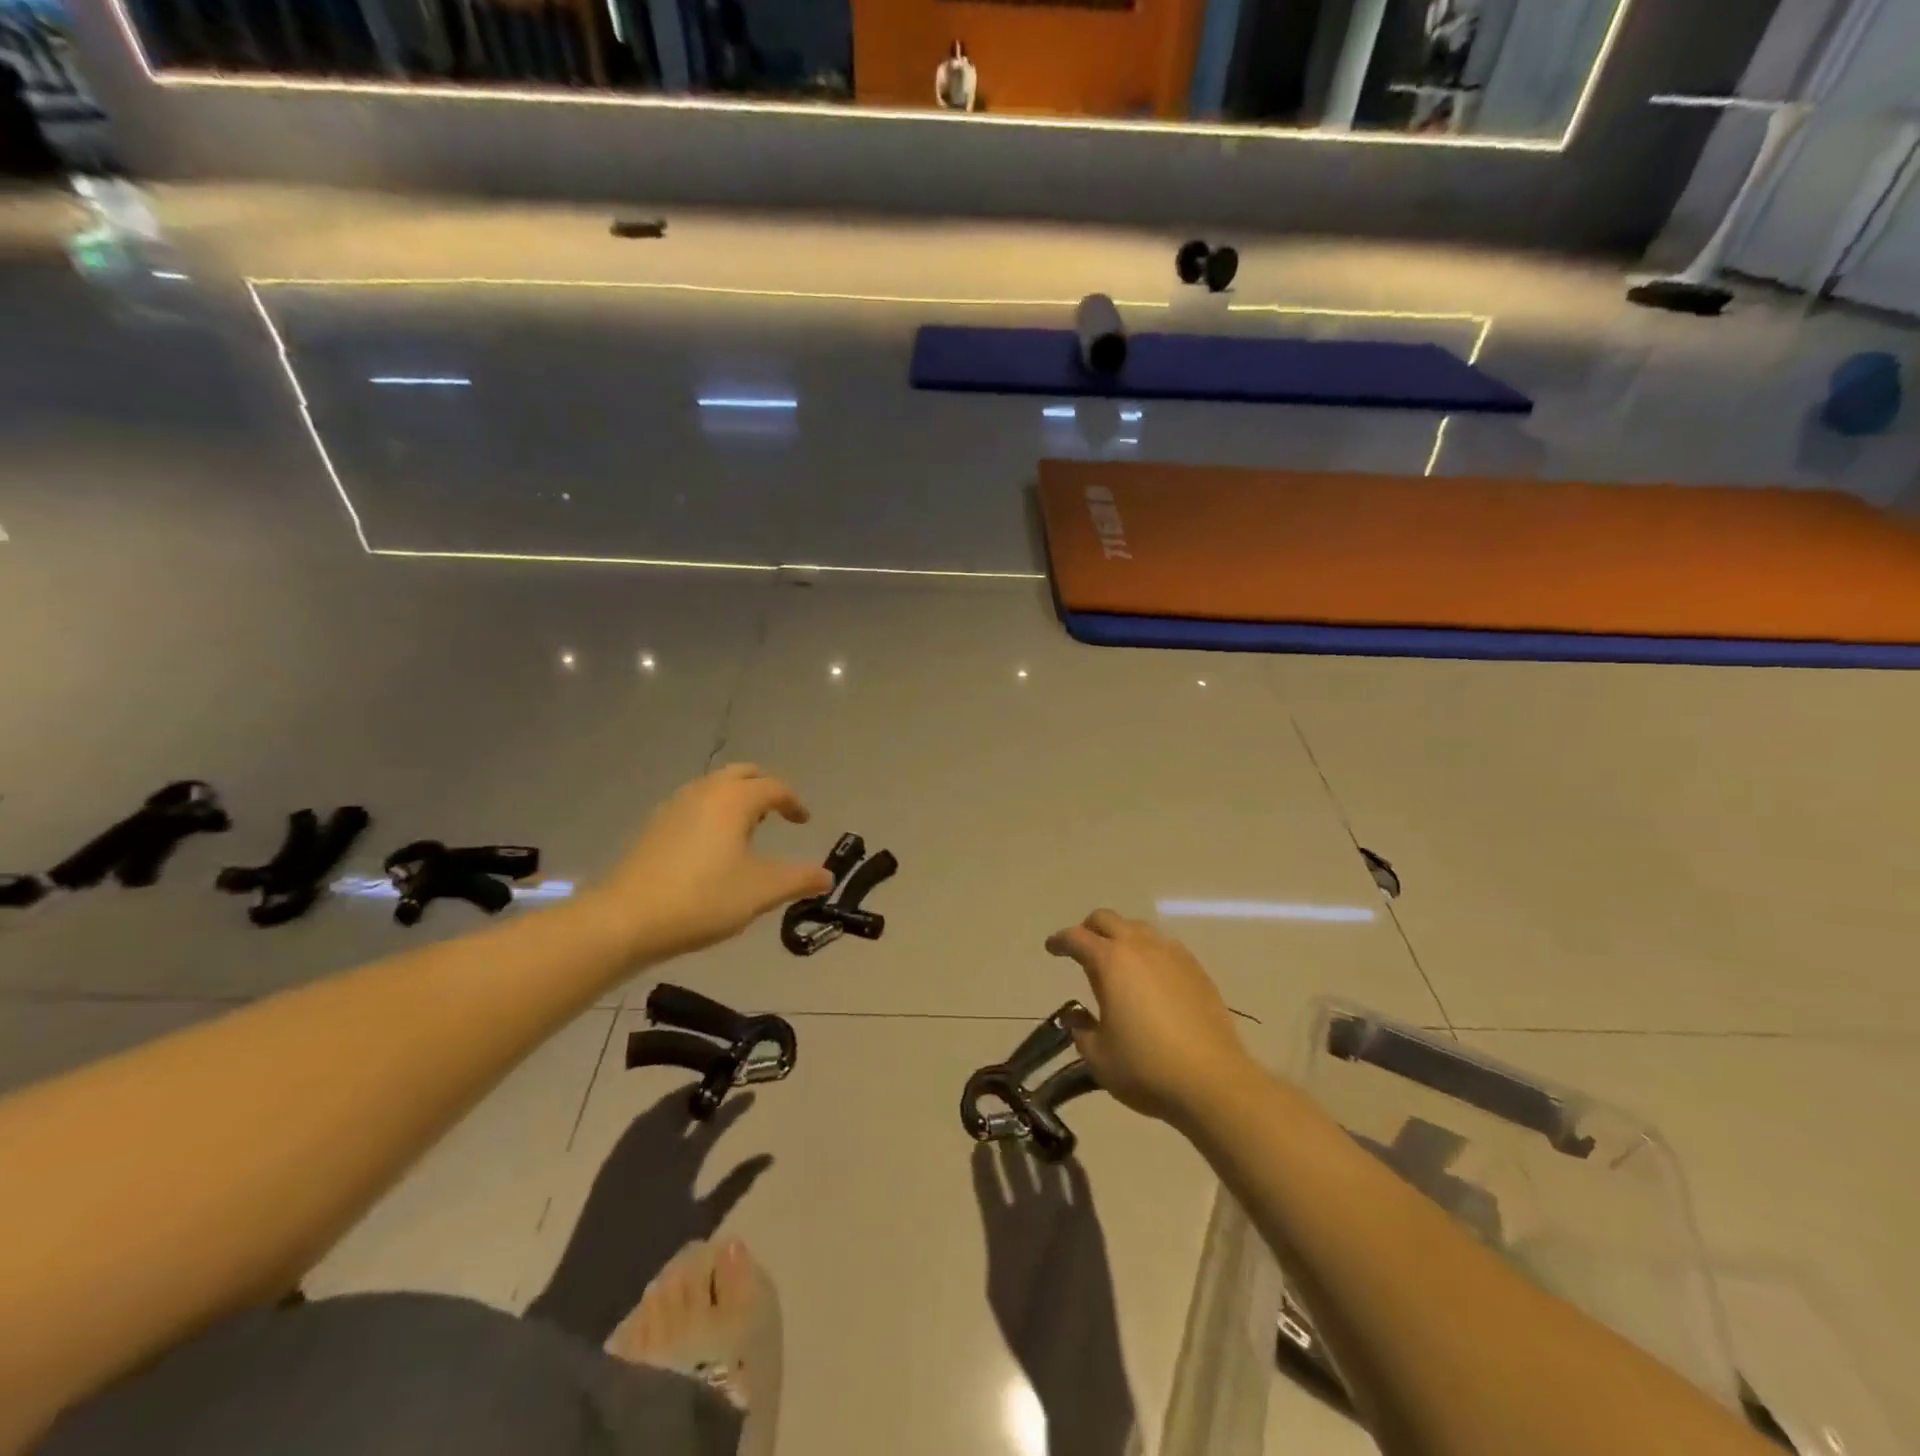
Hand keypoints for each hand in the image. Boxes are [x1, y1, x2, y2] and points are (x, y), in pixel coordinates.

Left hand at [593, 766, 833, 959]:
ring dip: (736, 799)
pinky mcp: (654, 827)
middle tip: (777, 814)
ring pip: (714, 787)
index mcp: (734, 799)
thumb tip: (827, 876)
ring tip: (747, 831)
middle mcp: (705, 791)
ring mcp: (674, 806)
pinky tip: (712, 847)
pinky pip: (694, 805)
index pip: (774, 787)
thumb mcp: (761, 891)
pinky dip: (712, 813)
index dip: (794, 802)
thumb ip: (799, 879)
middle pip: (742, 774)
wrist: (626, 919)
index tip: (804, 822)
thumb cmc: (703, 898)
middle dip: (764, 789)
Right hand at [1045, 909, 1253, 1126]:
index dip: (1060, 941)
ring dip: (1121, 937)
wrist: (1212, 1082)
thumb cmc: (1145, 1067)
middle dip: (1089, 929)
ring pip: (1139, 929)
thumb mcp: (1098, 1056)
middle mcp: (1140, 947)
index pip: (1076, 938)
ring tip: (1117, 962)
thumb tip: (1077, 1016)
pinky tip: (1150, 978)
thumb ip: (1081, 1030)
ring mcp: (1173, 955)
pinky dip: (1149, 953)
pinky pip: (1165, 947)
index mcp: (1110, 961)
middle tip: (1081, 949)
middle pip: (1108, 920)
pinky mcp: (1197, 971)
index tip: (1051, 947)